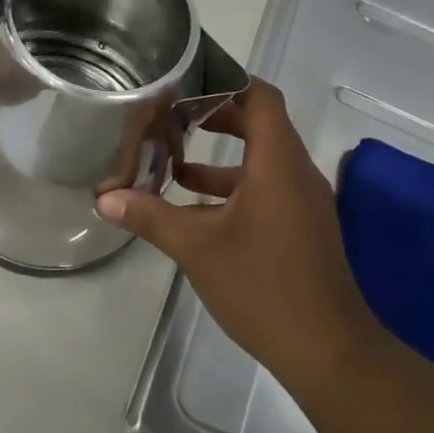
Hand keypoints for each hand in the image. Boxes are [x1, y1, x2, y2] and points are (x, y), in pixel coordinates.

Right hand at [97, 80, 374, 388]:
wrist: (328, 352)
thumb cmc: (263, 287)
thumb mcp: (197, 248)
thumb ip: (150, 217)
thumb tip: (105, 198)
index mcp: (278, 164)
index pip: (261, 97)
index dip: (227, 81)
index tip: (188, 79)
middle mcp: (295, 173)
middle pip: (259, 122)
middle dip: (215, 114)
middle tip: (171, 113)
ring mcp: (302, 201)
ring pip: (260, 158)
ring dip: (220, 153)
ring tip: (171, 155)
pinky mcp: (299, 226)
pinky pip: (265, 187)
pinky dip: (231, 185)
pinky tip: (192, 203)